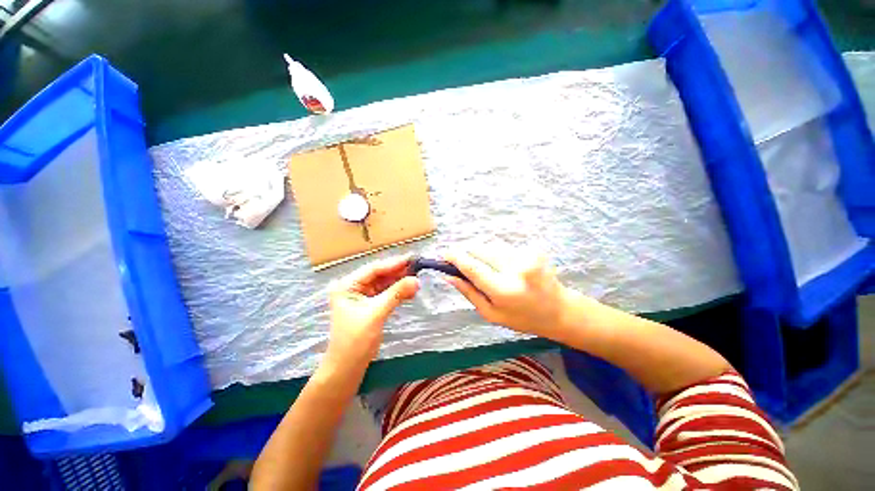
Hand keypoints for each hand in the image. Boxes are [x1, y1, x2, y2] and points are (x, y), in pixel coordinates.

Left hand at [325, 255, 418, 370]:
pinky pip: (386, 293)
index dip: (393, 264)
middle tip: (417, 267)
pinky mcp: (370, 305)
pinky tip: (410, 290)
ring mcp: (362, 296)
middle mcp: (353, 287)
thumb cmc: (356, 340)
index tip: (411, 259)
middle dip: (398, 272)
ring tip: (417, 278)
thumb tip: (416, 280)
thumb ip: (396, 294)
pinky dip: (398, 292)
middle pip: (379, 275)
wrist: (347, 367)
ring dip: (400, 282)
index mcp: (347, 285)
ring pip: (384, 283)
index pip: (373, 269)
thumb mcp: (376, 314)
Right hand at [444, 244, 576, 340]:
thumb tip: (448, 276)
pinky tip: (508, 268)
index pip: (472, 267)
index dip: (455, 258)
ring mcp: (527, 256)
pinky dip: (499, 255)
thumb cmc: (523, 318)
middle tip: (467, 266)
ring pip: (492, 247)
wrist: (560, 310)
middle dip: (470, 255)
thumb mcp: (491, 314)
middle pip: (480, 250)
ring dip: (485, 255)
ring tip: (494, 271)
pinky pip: (505, 248)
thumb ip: (469, 293)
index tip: (444, 254)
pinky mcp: (533, 249)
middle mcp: (516, 269)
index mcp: (504, 290)